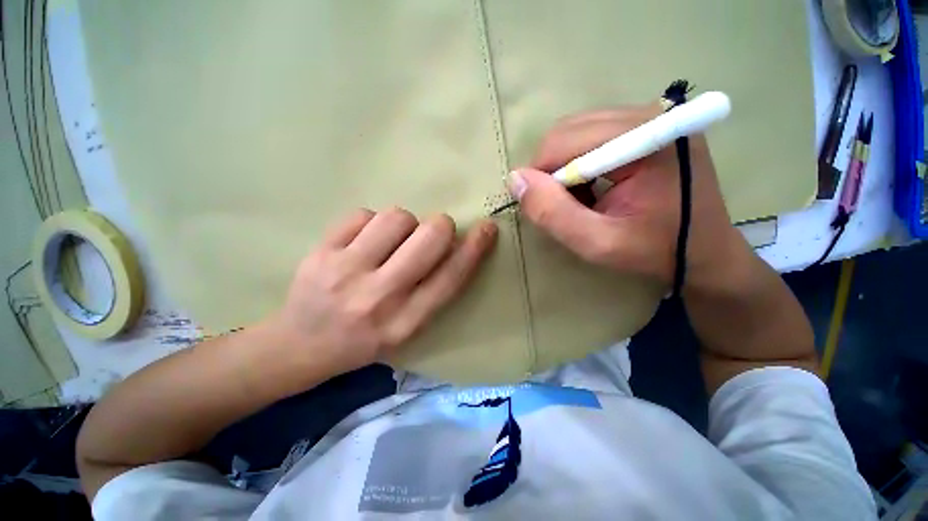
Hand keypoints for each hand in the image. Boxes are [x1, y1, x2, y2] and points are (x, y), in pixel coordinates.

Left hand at [267, 208, 497, 374]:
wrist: (300, 346)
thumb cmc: (364, 340)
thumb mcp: (407, 329)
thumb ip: (433, 290)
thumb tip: (452, 245)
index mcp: (406, 322)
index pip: (451, 277)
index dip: (474, 249)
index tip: (487, 228)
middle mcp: (380, 296)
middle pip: (429, 238)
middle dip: (440, 227)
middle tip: (433, 233)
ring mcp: (346, 271)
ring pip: (397, 217)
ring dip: (405, 224)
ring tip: (393, 240)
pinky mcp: (320, 252)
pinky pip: (363, 214)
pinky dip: (372, 222)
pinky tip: (364, 241)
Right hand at [509, 104, 742, 289]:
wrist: (703, 253)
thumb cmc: (654, 251)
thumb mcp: (597, 243)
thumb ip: (553, 213)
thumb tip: (515, 180)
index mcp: (645, 137)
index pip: (564, 141)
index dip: (542, 176)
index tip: (545, 208)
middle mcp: (648, 113)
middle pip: (568, 131)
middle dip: (552, 171)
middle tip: (565, 206)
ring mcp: (650, 116)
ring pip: (575, 132)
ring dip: (565, 168)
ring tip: (583, 200)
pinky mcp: (646, 125)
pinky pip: (590, 135)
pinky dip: (579, 163)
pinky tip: (594, 187)